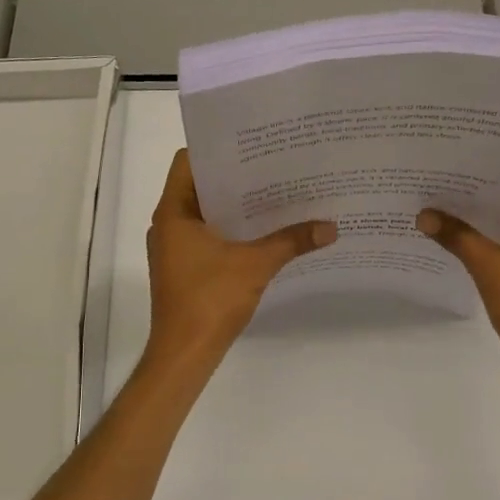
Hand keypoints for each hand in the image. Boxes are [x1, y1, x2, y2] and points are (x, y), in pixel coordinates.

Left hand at [144, 149, 335, 371]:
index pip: (188, 162)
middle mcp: (168, 225)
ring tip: (275, 195)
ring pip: (205, 214)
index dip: (217, 150)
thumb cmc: (209, 300)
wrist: (184, 354)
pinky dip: (232, 231)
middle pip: (200, 186)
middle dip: (236, 178)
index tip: (251, 145)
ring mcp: (174, 249)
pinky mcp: (184, 269)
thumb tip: (331, 227)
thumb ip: (291, 241)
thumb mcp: (255, 264)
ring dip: (235, 206)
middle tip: (274, 166)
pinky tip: (264, 232)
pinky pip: (208, 237)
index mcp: (173, 213)